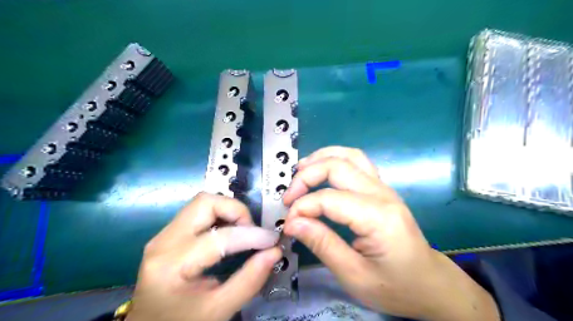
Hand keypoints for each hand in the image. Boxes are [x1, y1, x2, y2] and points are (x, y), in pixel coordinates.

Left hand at [128, 193, 282, 320]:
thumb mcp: (219, 310)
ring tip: (243, 232)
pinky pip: (198, 211)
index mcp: (172, 266)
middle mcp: (163, 242)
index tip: (272, 241)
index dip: (252, 235)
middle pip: (205, 203)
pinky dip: (220, 215)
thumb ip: (250, 280)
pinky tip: (229, 232)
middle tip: (252, 232)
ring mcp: (163, 235)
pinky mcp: (168, 234)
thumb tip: (275, 252)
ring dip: (228, 210)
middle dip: (236, 211)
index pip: (219, 237)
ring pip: (202, 202)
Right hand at [284, 147, 499, 319]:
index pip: (329, 199)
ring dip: (320, 158)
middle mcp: (383, 194)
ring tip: (299, 172)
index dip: (302, 207)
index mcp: (378, 218)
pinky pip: (357, 162)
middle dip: (306, 176)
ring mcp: (384, 187)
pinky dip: (334, 160)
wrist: (430, 284)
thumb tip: (292, 223)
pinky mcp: (382, 189)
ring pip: (349, 155)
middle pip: (338, 166)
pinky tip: (321, 170)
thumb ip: (322, 244)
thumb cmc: (395, 287)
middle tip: (289, 197)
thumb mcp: (354, 275)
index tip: (288, 223)